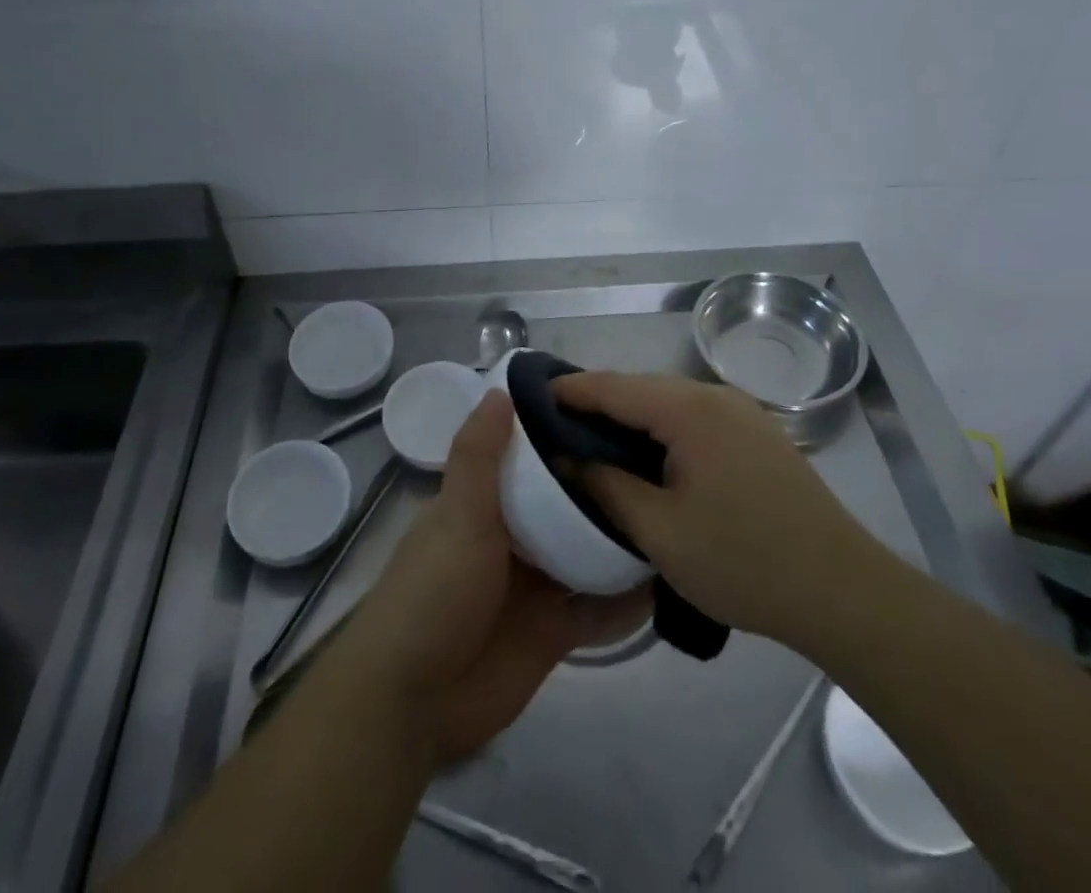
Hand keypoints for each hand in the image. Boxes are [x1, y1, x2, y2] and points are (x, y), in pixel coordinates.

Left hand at [341, 391, 647, 762]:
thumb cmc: (434, 592)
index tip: (613, 413)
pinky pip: (597, 609)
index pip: (531, 458)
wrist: (415, 700)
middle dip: (603, 489)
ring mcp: (534, 585)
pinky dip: (625, 599)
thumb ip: (479, 456)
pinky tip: (667, 580)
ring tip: (675, 513)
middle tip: (664, 464)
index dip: (565, 436)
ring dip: (619, 541)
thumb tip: (501, 389)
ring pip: (586, 553)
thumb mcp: (457, 515)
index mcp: (485, 501)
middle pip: (566, 505)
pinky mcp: (553, 632)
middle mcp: (513, 536)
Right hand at [554, 372, 881, 645]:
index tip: (532, 396)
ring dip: (631, 417)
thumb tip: (566, 460)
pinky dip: (662, 428)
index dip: (570, 390)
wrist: (844, 592)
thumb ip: (606, 488)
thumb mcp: (660, 532)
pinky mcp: (758, 436)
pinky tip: (649, 455)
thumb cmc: (744, 561)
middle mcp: (715, 397)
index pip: (613, 387)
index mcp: (689, 411)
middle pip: (642, 388)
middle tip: (557, 426)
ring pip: (669, 402)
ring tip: (595, 441)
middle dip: (598, 402)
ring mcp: (742, 414)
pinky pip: (695, 418)